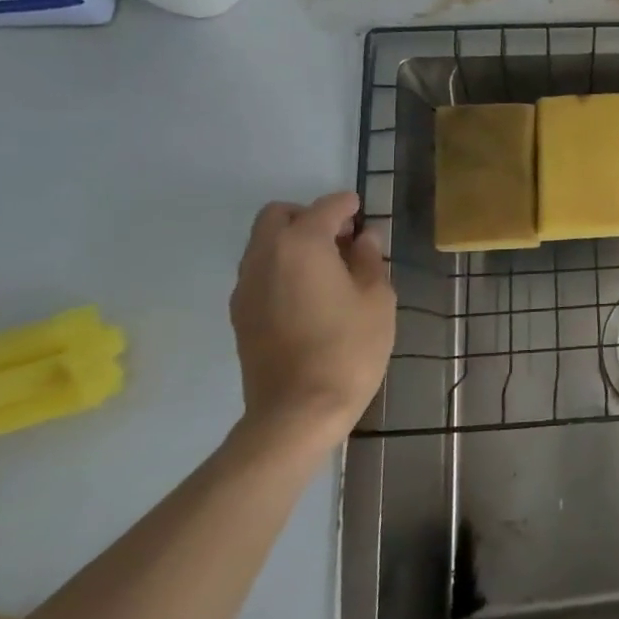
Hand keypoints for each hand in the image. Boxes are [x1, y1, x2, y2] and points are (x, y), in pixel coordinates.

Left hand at [229, 191, 395, 454]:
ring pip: (265, 243)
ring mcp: (246, 286)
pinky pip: (260, 271)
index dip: (348, 206)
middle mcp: (265, 256)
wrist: (297, 412)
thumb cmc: (348, 348)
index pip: (326, 207)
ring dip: (293, 242)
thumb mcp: (377, 299)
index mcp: (302, 245)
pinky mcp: (240, 313)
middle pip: (279, 215)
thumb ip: (369, 260)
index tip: (364, 214)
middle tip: (342, 240)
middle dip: (310, 217)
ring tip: (329, 269)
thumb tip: (363, 239)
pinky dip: (282, 268)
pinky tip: (309, 295)